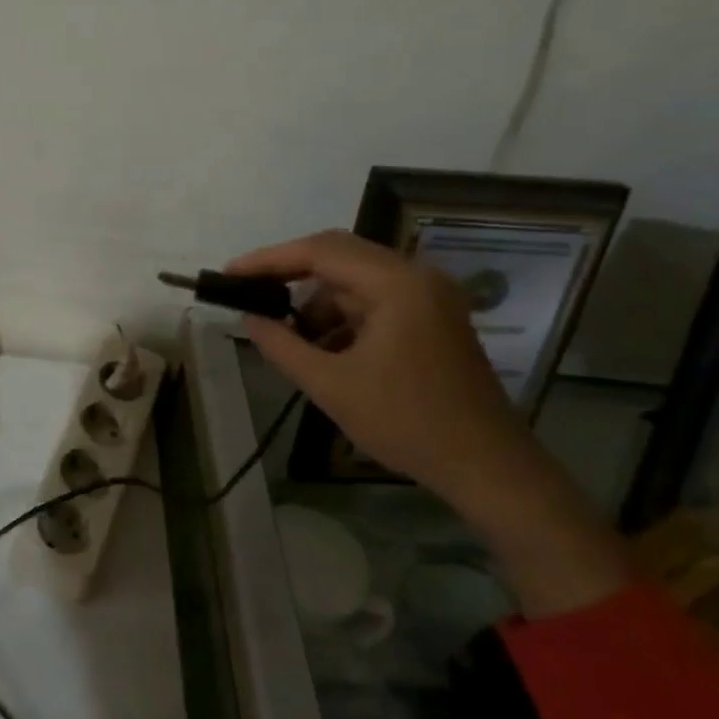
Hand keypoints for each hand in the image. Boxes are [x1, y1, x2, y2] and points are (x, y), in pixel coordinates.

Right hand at [227, 230, 629, 617]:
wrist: (488, 467)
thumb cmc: (406, 422)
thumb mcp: (331, 385)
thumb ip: (282, 346)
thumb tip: (249, 318)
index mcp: (397, 284)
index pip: (320, 251)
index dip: (269, 259)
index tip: (231, 274)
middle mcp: (417, 277)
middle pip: (339, 256)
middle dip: (290, 275)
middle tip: (249, 293)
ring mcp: (430, 297)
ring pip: (356, 281)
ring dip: (318, 303)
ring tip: (289, 338)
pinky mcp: (433, 318)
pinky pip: (375, 301)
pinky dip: (343, 318)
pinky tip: (323, 350)